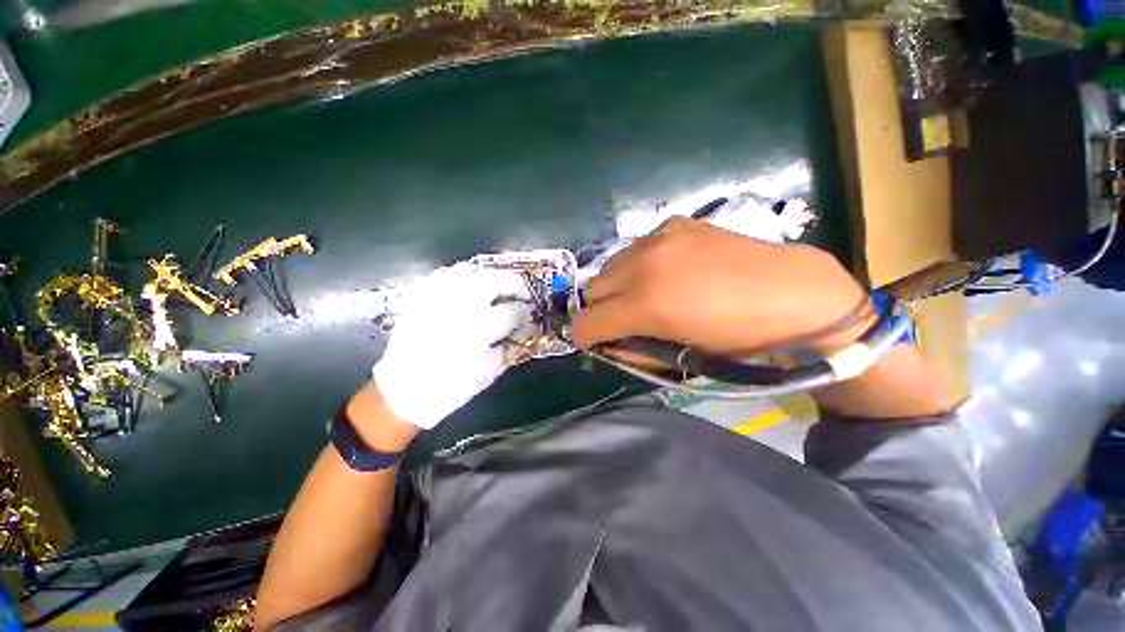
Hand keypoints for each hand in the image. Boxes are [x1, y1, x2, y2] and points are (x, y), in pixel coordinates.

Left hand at [373, 263, 531, 429]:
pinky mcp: (420, 295)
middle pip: (497, 279)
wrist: (403, 391)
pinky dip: (462, 276)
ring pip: (471, 270)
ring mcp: (438, 296)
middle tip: (523, 293)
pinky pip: (445, 274)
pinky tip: (468, 287)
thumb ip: (510, 348)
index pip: (513, 311)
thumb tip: (523, 331)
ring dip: (490, 276)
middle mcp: (461, 305)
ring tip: (497, 287)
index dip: (526, 313)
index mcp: (480, 327)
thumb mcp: (489, 372)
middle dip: (517, 284)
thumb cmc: (450, 386)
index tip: (530, 316)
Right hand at [572, 218, 872, 356]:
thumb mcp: (680, 357)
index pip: (589, 321)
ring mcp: (659, 238)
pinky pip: (636, 248)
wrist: (792, 293)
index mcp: (647, 303)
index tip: (593, 341)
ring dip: (617, 285)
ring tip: (644, 295)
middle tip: (621, 320)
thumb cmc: (739, 337)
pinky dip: (638, 265)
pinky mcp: (675, 225)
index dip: (585, 336)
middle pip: (594, 289)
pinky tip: (664, 272)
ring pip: (611, 265)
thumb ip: (634, 349)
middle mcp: (644, 264)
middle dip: (601, 310)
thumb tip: (609, 343)